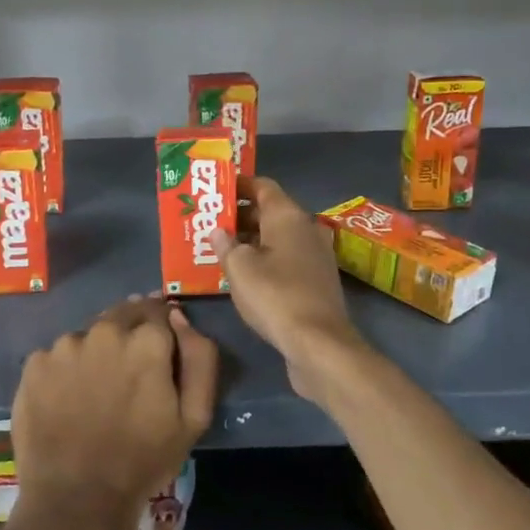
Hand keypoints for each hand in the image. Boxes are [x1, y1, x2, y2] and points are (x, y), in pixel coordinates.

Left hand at [11, 296, 217, 529]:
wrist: (76, 500)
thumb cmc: (143, 461)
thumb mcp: (194, 417)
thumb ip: (199, 358)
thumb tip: (179, 317)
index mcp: (146, 341)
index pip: (159, 312)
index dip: (162, 332)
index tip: (160, 356)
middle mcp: (103, 331)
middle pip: (123, 315)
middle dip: (131, 333)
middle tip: (129, 373)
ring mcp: (64, 346)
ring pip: (89, 335)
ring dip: (97, 351)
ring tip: (96, 391)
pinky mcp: (34, 364)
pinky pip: (57, 356)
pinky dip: (66, 370)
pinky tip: (68, 401)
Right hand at [215, 177, 362, 400]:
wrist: (319, 343)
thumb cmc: (275, 296)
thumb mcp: (240, 268)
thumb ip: (226, 245)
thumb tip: (219, 231)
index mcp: (288, 216)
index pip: (263, 186)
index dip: (238, 186)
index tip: (216, 191)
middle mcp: (306, 228)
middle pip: (270, 212)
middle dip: (240, 216)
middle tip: (211, 224)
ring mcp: (316, 255)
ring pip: (278, 238)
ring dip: (252, 241)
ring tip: (221, 250)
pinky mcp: (317, 280)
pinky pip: (286, 259)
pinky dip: (266, 260)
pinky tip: (245, 276)